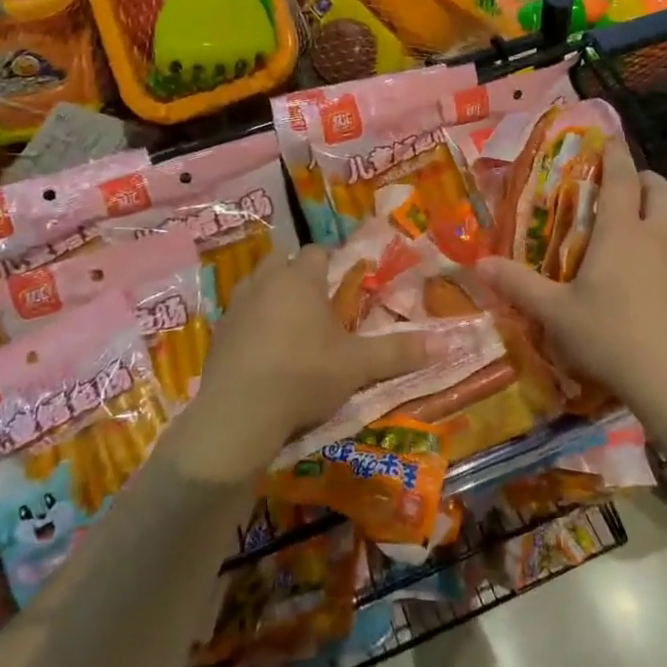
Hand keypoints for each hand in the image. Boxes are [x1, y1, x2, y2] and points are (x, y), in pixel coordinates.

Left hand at [173, 245, 430, 483]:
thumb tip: (448, 343)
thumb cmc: (304, 375)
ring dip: (273, 297)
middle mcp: (265, 281)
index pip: (318, 252)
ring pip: (258, 286)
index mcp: (299, 278)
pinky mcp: (218, 333)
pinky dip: (253, 324)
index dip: (333, 263)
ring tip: (292, 328)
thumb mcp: (357, 366)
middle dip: (300, 276)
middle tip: (319, 306)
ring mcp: (236, 305)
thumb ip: (399, 352)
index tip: (345, 284)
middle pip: (283, 263)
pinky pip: (241, 316)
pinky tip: (265, 353)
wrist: (238, 414)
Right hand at [477, 142, 666, 431]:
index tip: (612, 141)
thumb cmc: (614, 340)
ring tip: (665, 239)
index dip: (616, 155)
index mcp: (622, 232)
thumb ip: (519, 286)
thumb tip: (479, 263)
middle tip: (633, 190)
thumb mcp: (558, 316)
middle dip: (647, 182)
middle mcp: (663, 235)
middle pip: (662, 190)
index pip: (621, 177)